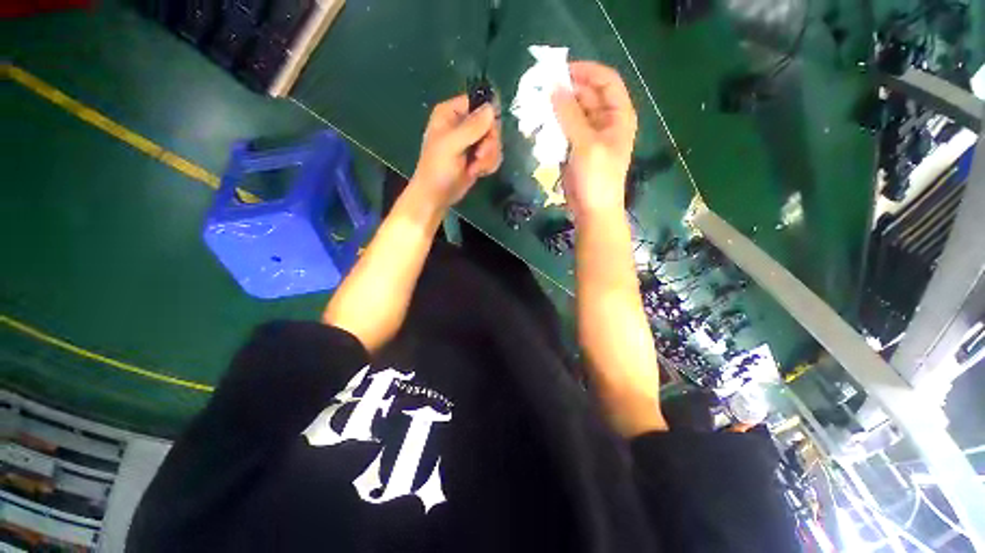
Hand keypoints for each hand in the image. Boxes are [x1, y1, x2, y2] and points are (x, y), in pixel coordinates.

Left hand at [411, 96, 501, 209]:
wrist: (436, 196)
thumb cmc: (437, 169)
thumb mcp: (452, 145)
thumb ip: (471, 127)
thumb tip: (491, 108)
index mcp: (451, 113)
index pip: (478, 102)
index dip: (488, 116)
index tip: (488, 133)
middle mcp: (463, 124)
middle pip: (491, 123)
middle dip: (489, 143)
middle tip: (478, 156)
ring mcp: (471, 142)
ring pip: (495, 141)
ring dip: (489, 157)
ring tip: (475, 168)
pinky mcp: (477, 157)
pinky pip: (494, 154)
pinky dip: (489, 164)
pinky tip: (478, 172)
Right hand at [551, 61, 637, 222]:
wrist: (592, 210)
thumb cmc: (597, 177)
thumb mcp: (586, 144)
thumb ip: (570, 115)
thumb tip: (554, 88)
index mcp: (618, 115)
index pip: (606, 80)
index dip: (586, 71)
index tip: (560, 70)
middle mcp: (605, 121)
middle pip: (586, 95)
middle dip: (566, 91)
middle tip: (541, 89)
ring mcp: (589, 136)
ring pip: (572, 113)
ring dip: (556, 109)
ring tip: (537, 106)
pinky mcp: (575, 149)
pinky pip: (564, 131)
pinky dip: (553, 127)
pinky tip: (540, 126)